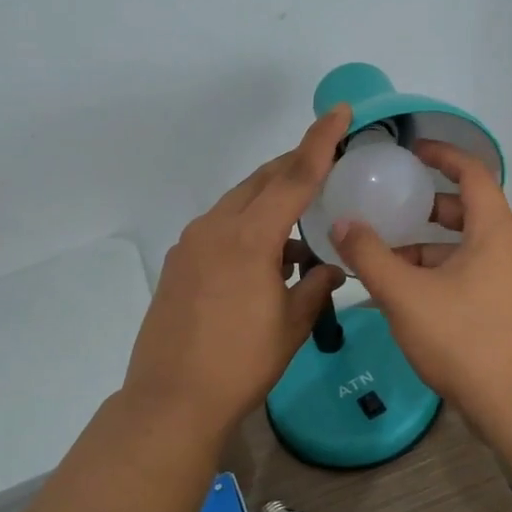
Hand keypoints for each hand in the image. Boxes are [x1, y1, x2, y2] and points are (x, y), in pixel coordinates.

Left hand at [122, 107, 350, 436]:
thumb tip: (332, 268)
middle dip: (295, 167)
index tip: (339, 111)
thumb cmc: (242, 363)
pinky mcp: (179, 261)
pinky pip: (221, 227)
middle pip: (262, 181)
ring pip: (239, 203)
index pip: (294, 177)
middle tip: (326, 165)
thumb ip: (316, 286)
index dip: (320, 142)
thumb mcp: (291, 325)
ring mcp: (192, 243)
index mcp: (250, 237)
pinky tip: (266, 259)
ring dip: (271, 204)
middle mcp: (216, 228)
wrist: (172, 399)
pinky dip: (248, 228)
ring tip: (300, 232)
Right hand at [331, 142, 511, 436]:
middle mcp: (510, 250)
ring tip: (385, 260)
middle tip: (390, 208)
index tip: (412, 151)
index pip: (474, 173)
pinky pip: (471, 275)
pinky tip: (406, 298)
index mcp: (495, 232)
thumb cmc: (462, 339)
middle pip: (468, 211)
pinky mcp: (507, 310)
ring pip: (467, 249)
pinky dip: (439, 275)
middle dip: (427, 207)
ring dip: (428, 248)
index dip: (443, 154)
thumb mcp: (405, 295)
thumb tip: (342, 223)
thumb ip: (370, 256)